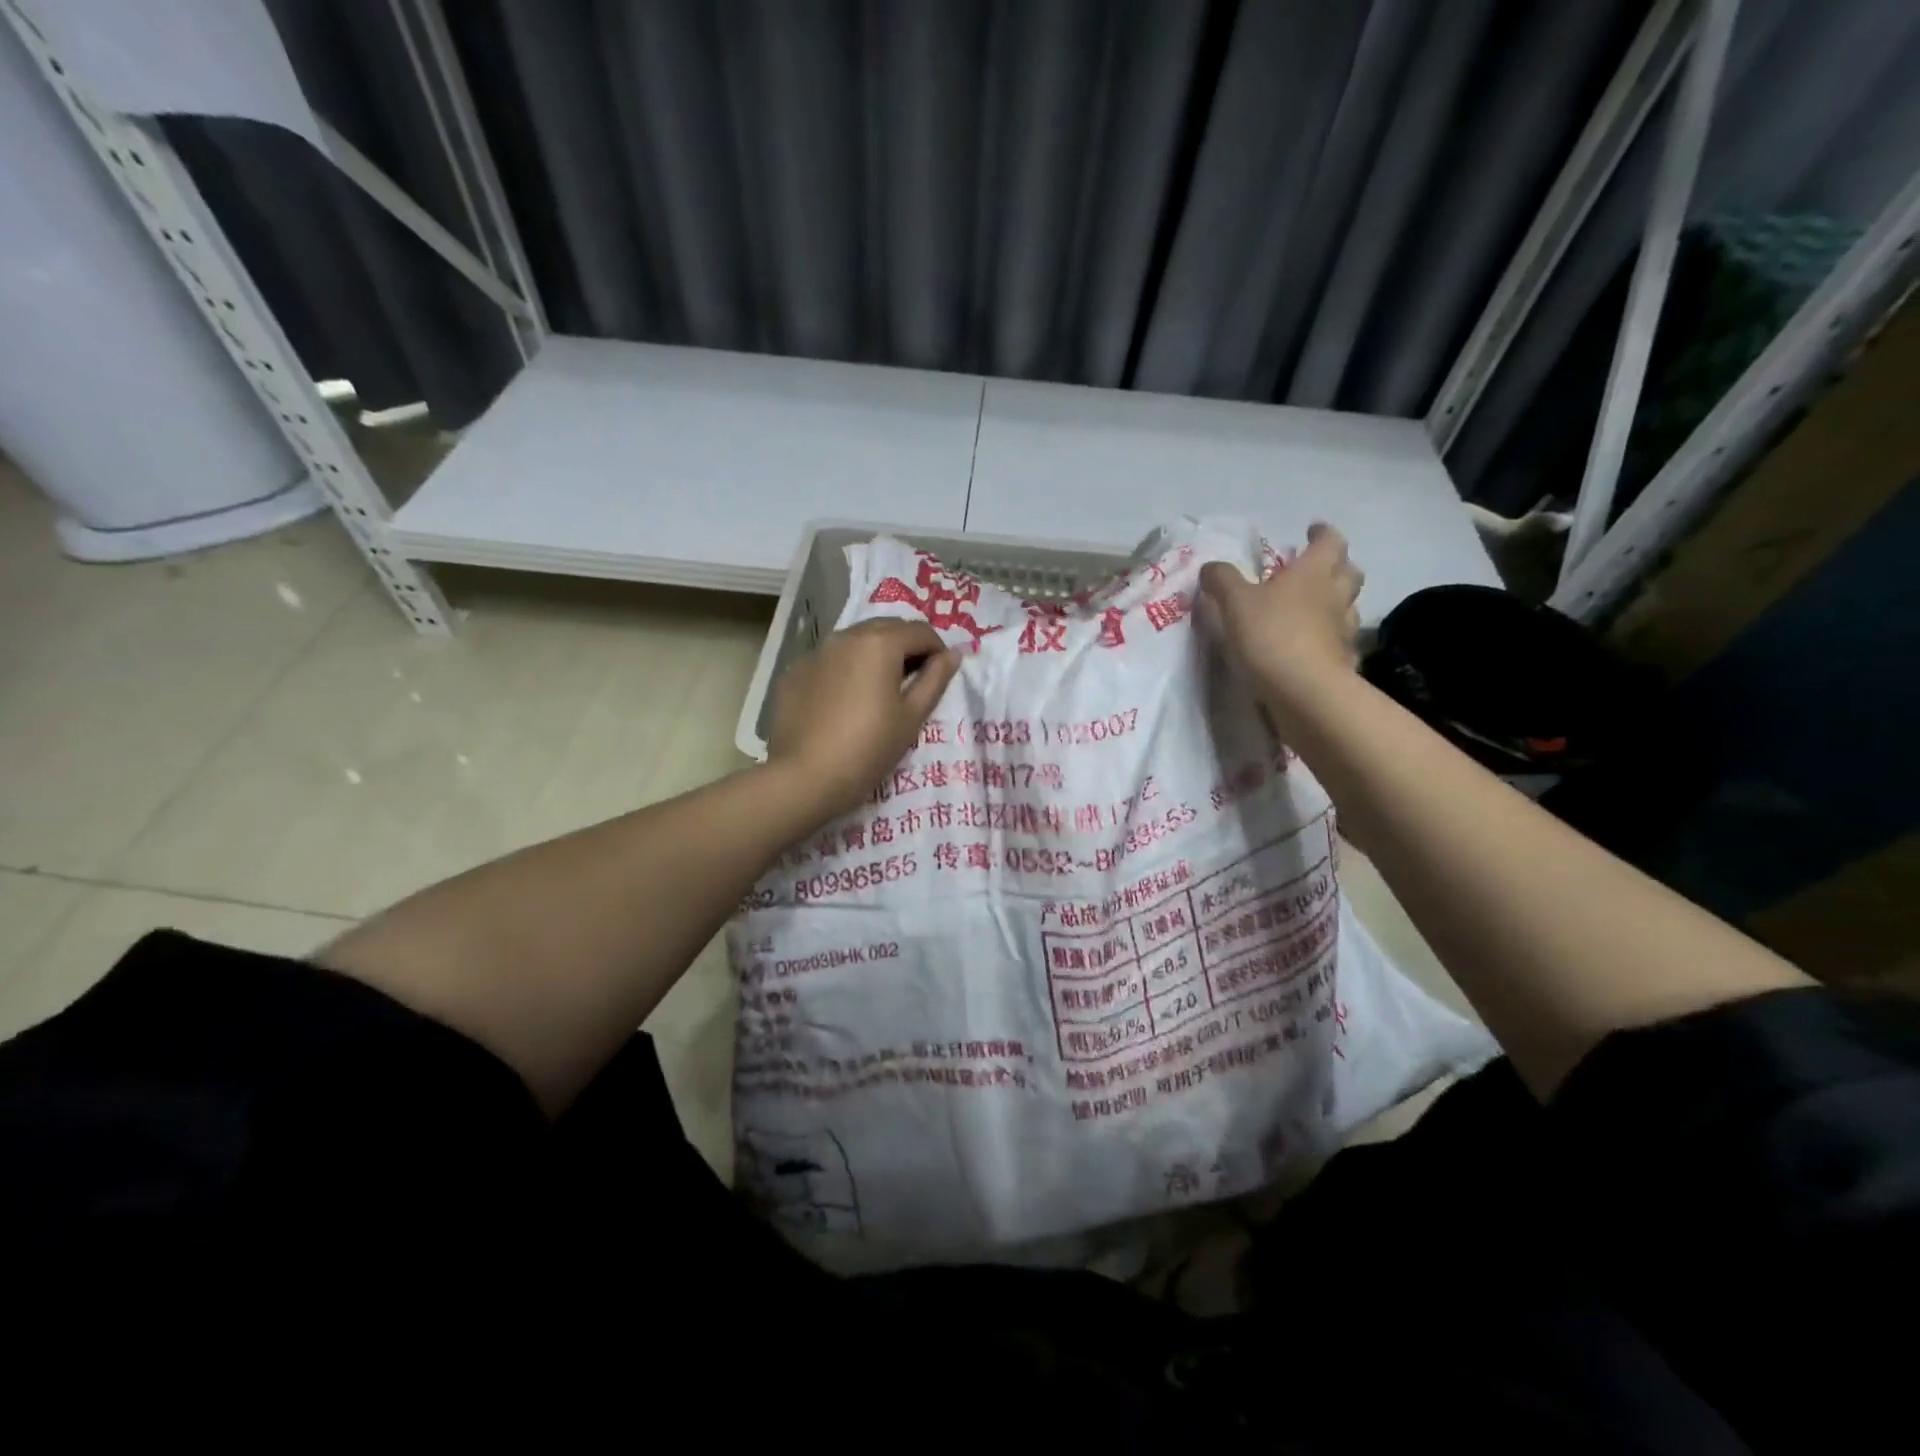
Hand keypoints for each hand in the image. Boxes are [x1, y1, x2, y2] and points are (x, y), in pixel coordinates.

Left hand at [766, 618, 960, 823]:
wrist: (804, 778)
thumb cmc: (868, 749)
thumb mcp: (911, 717)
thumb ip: (935, 680)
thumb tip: (953, 655)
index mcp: (880, 643)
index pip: (920, 631)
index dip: (937, 650)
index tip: (939, 676)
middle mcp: (845, 636)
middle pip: (887, 628)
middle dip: (906, 647)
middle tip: (913, 682)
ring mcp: (815, 652)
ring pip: (855, 641)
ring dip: (874, 655)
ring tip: (879, 690)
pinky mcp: (794, 672)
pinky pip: (830, 660)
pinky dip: (845, 669)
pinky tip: (844, 702)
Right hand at [1199, 523, 1363, 717]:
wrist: (1304, 691)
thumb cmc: (1271, 635)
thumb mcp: (1234, 603)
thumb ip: (1222, 581)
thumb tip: (1211, 567)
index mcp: (1313, 573)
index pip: (1329, 542)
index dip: (1321, 533)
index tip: (1312, 529)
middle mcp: (1336, 595)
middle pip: (1348, 572)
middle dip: (1336, 565)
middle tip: (1316, 568)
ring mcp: (1344, 629)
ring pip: (1349, 605)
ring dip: (1336, 601)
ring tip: (1315, 607)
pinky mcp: (1343, 660)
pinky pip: (1341, 640)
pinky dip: (1331, 636)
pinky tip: (1316, 645)